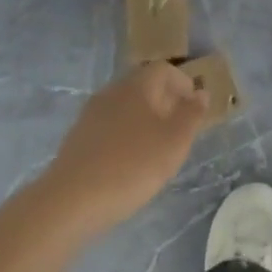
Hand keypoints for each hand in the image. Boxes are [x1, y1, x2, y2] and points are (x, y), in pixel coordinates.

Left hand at [40, 61, 209, 237]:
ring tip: (157, 150)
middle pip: (143, 87)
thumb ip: (191, 114)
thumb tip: (201, 92)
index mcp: (137, 86)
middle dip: (165, 103)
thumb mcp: (174, 142)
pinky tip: (128, 164)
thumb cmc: (131, 166)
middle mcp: (112, 92)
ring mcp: (90, 115)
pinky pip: (109, 128)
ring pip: (126, 108)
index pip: (164, 69)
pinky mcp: (77, 139)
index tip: (195, 107)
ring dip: (145, 121)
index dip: (183, 83)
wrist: (69, 201)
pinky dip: (125, 137)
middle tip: (180, 130)